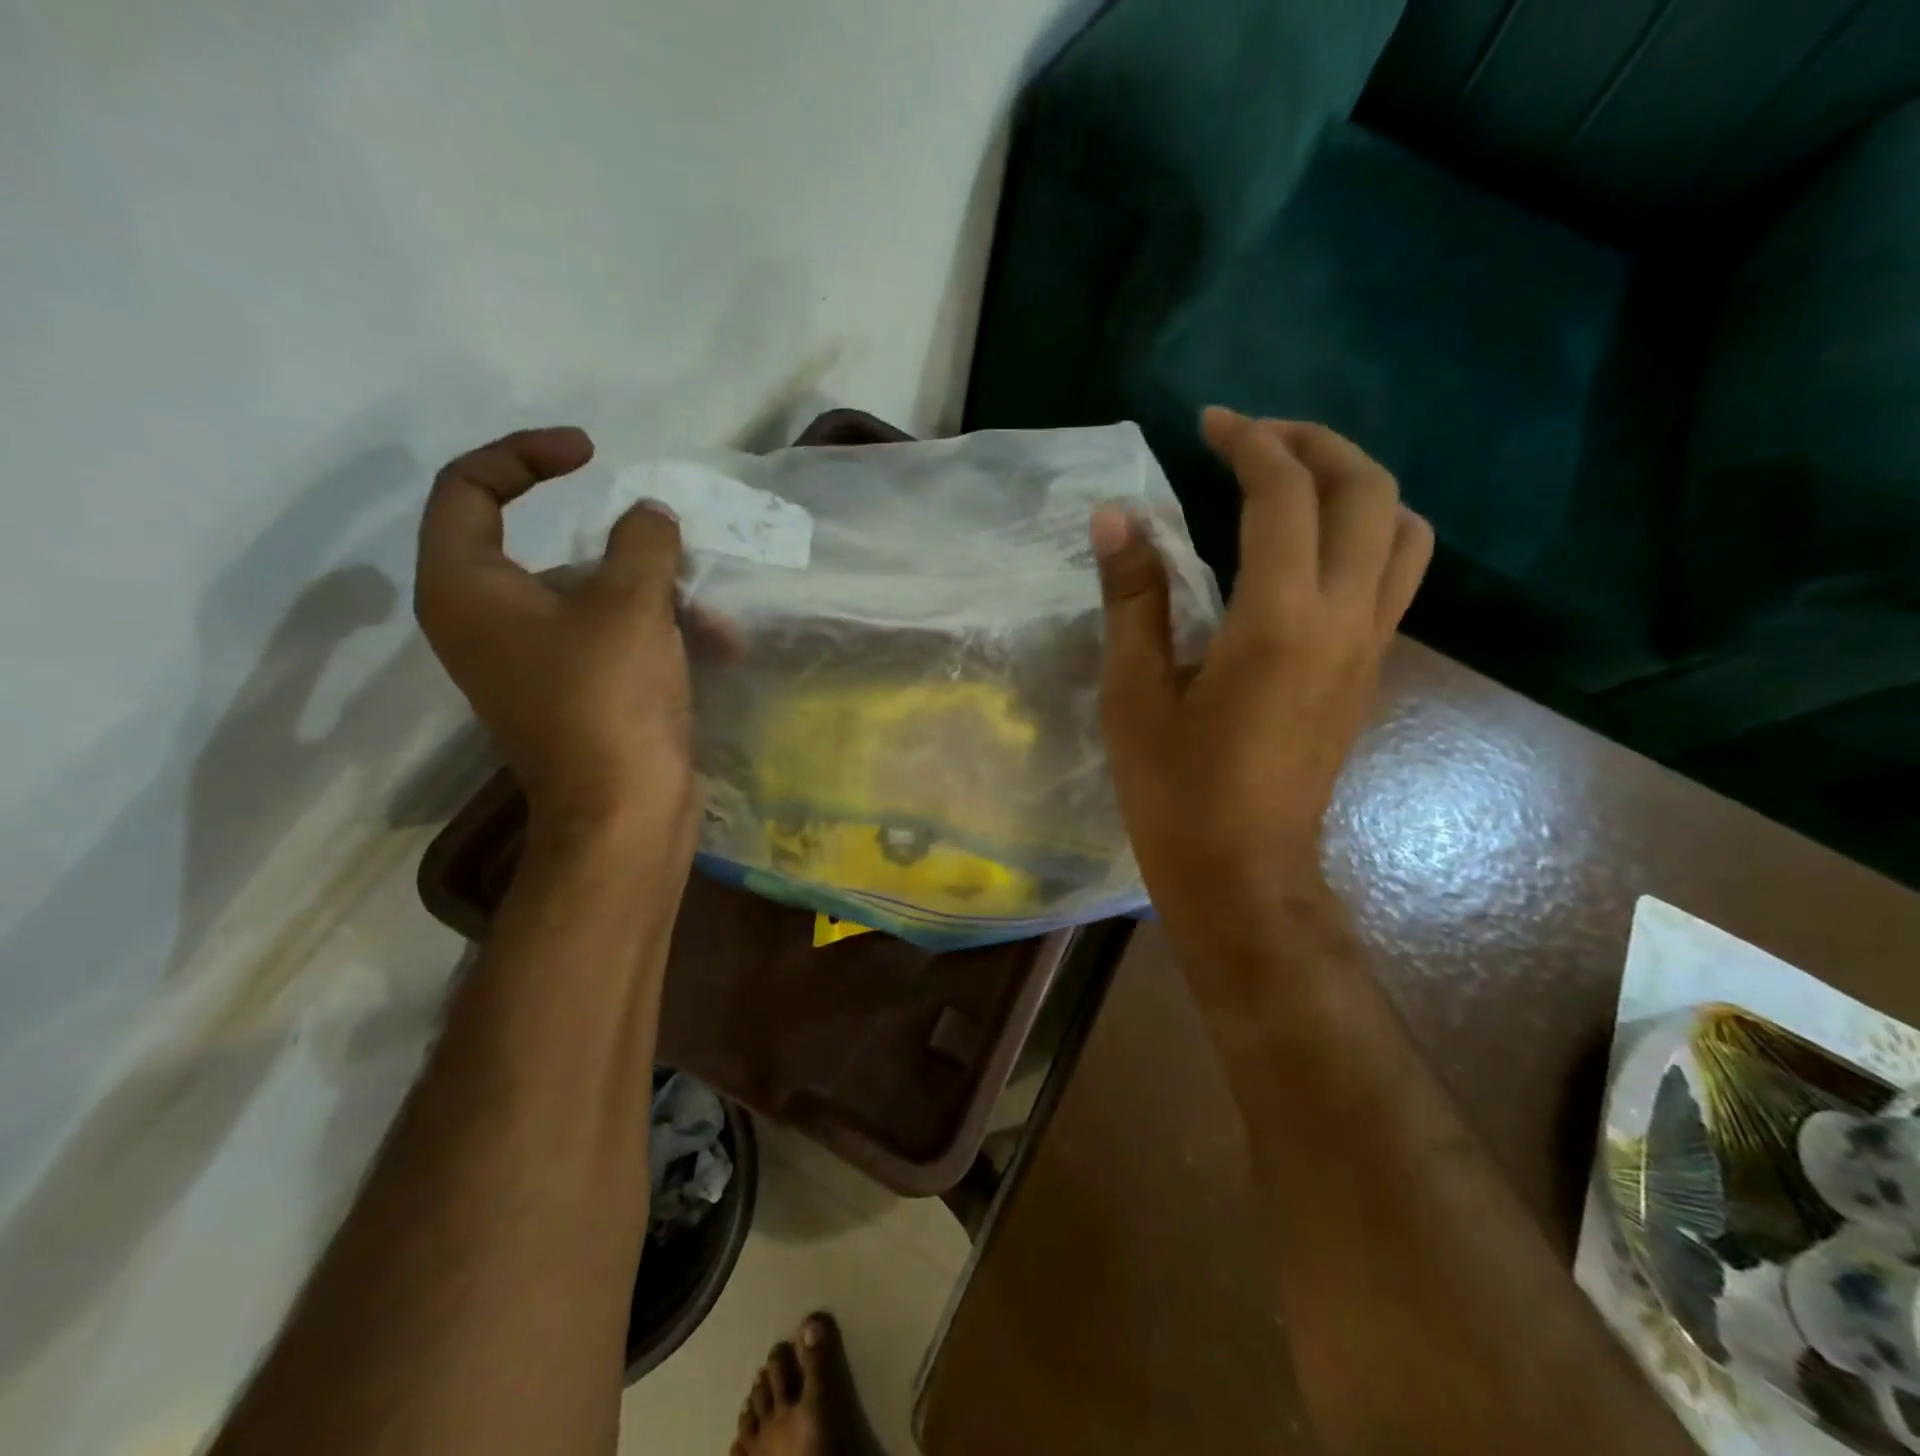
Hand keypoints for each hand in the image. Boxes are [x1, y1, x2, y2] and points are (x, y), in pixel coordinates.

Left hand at [415, 427, 697, 859]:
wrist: (623, 814)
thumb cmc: (610, 700)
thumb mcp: (631, 603)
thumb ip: (642, 540)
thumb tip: (650, 517)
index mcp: (467, 588)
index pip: (470, 488)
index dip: (525, 455)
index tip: (591, 453)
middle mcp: (487, 621)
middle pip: (553, 551)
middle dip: (629, 553)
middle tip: (678, 554)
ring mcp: (533, 662)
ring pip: (596, 599)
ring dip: (660, 599)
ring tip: (716, 621)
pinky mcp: (575, 693)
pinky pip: (613, 639)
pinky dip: (659, 635)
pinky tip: (718, 647)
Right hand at [1093, 406, 1431, 974]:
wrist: (1245, 873)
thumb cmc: (1177, 791)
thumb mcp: (1136, 694)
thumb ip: (1134, 598)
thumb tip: (1117, 518)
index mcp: (1280, 622)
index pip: (1284, 495)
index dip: (1249, 442)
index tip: (1209, 422)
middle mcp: (1344, 620)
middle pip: (1369, 492)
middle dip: (1316, 444)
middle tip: (1255, 437)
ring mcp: (1368, 647)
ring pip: (1402, 531)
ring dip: (1355, 484)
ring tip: (1293, 482)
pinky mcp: (1369, 671)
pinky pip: (1392, 574)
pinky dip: (1363, 531)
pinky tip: (1305, 549)